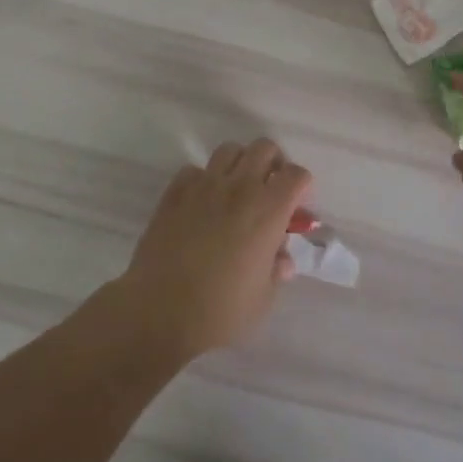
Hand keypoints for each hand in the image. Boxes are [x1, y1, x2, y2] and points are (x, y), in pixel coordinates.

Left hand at [118, 138, 311, 360]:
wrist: (160, 312)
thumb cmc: (221, 311)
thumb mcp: (263, 298)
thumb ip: (276, 271)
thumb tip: (282, 260)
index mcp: (268, 211)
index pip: (296, 174)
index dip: (302, 187)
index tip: (297, 208)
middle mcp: (239, 189)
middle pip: (264, 148)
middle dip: (274, 164)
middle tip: (270, 190)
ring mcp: (203, 187)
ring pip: (229, 150)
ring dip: (240, 164)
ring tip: (237, 191)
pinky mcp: (174, 195)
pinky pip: (194, 171)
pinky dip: (203, 180)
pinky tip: (202, 204)